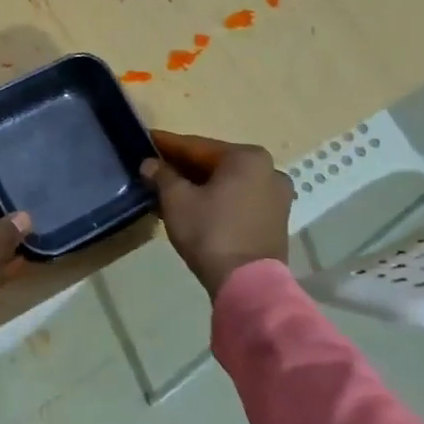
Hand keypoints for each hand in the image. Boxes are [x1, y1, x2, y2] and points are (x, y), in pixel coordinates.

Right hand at [141, 130, 291, 297]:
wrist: (247, 284)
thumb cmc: (210, 232)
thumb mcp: (177, 200)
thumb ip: (162, 175)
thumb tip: (150, 164)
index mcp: (247, 157)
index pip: (197, 146)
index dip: (167, 144)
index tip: (147, 139)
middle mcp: (269, 170)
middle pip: (215, 164)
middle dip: (183, 167)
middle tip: (155, 167)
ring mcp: (277, 197)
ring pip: (227, 183)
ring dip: (199, 185)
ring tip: (169, 190)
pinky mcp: (276, 221)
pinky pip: (238, 200)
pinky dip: (216, 200)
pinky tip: (193, 207)